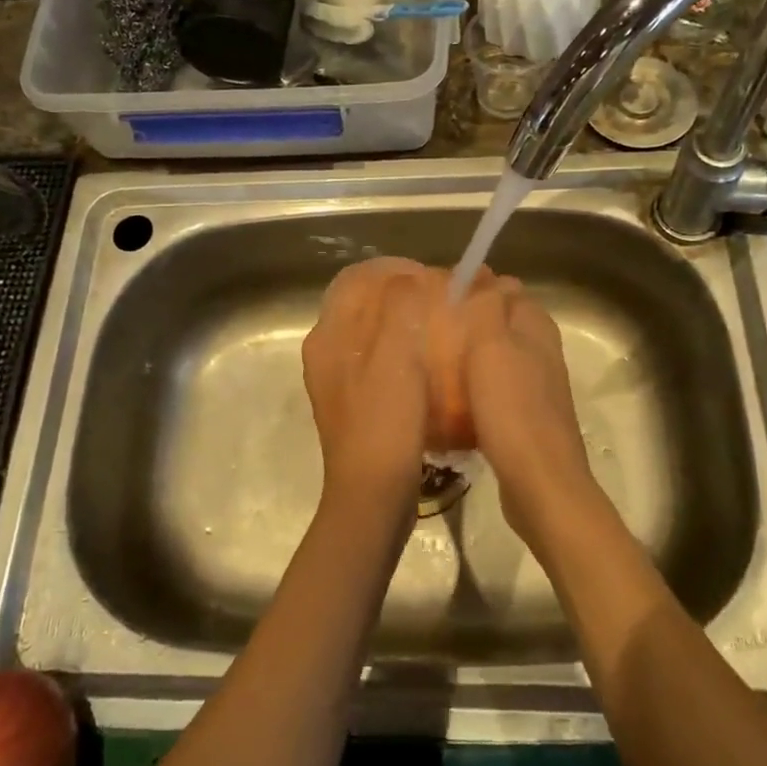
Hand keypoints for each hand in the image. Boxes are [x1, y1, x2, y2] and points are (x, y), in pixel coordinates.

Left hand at [302, 257, 433, 518]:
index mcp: (329, 335)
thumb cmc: (384, 423)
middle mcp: (326, 350)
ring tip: (439, 323)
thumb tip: (409, 279)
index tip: (431, 278)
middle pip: (362, 300)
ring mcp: (338, 377)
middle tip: (439, 297)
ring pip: (371, 328)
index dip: (394, 269)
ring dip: (402, 318)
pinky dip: (402, 346)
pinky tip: (429, 360)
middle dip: (401, 291)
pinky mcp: (354, 400)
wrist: (371, 496)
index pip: (356, 278)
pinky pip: (377, 356)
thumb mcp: (395, 358)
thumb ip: (399, 309)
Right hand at [455, 273, 598, 546]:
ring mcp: (537, 386)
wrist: (539, 482)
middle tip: (429, 328)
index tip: (438, 295)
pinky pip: (496, 389)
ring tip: (433, 361)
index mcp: (536, 326)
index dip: (474, 286)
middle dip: (468, 320)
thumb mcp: (492, 346)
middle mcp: (541, 350)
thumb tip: (484, 272)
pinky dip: (475, 388)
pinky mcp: (528, 417)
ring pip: (497, 357)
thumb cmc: (512, 407)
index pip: (505, 288)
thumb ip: (488, 305)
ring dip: (470, 356)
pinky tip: (451, 401)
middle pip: (500, 322)